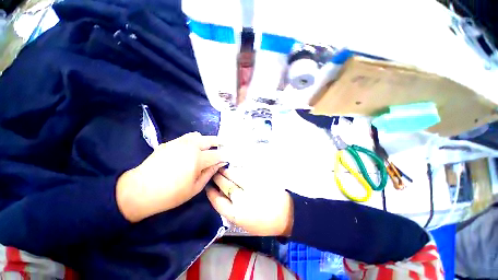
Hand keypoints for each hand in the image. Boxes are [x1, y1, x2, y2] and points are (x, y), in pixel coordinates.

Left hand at [116, 132, 225, 221]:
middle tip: (222, 148)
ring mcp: (179, 142)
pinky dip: (194, 140)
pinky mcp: (170, 142)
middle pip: (210, 140)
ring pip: (198, 136)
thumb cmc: (171, 194)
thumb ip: (210, 173)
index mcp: (198, 159)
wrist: (140, 190)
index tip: (227, 159)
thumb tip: (219, 163)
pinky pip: (187, 137)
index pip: (217, 155)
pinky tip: (192, 149)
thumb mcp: (195, 188)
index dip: (224, 157)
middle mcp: (190, 146)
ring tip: (207, 147)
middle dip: (218, 143)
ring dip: (205, 141)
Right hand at [206, 169, 293, 236]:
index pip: (217, 201)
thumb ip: (231, 210)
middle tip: (214, 173)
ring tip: (222, 169)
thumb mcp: (243, 223)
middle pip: (224, 185)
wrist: (285, 213)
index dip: (211, 193)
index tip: (208, 187)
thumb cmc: (264, 222)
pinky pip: (243, 172)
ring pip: (233, 176)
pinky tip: (234, 169)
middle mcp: (241, 199)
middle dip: (217, 178)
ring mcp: (250, 187)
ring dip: (226, 172)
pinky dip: (237, 170)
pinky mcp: (257, 179)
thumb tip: (222, 195)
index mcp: (236, 214)